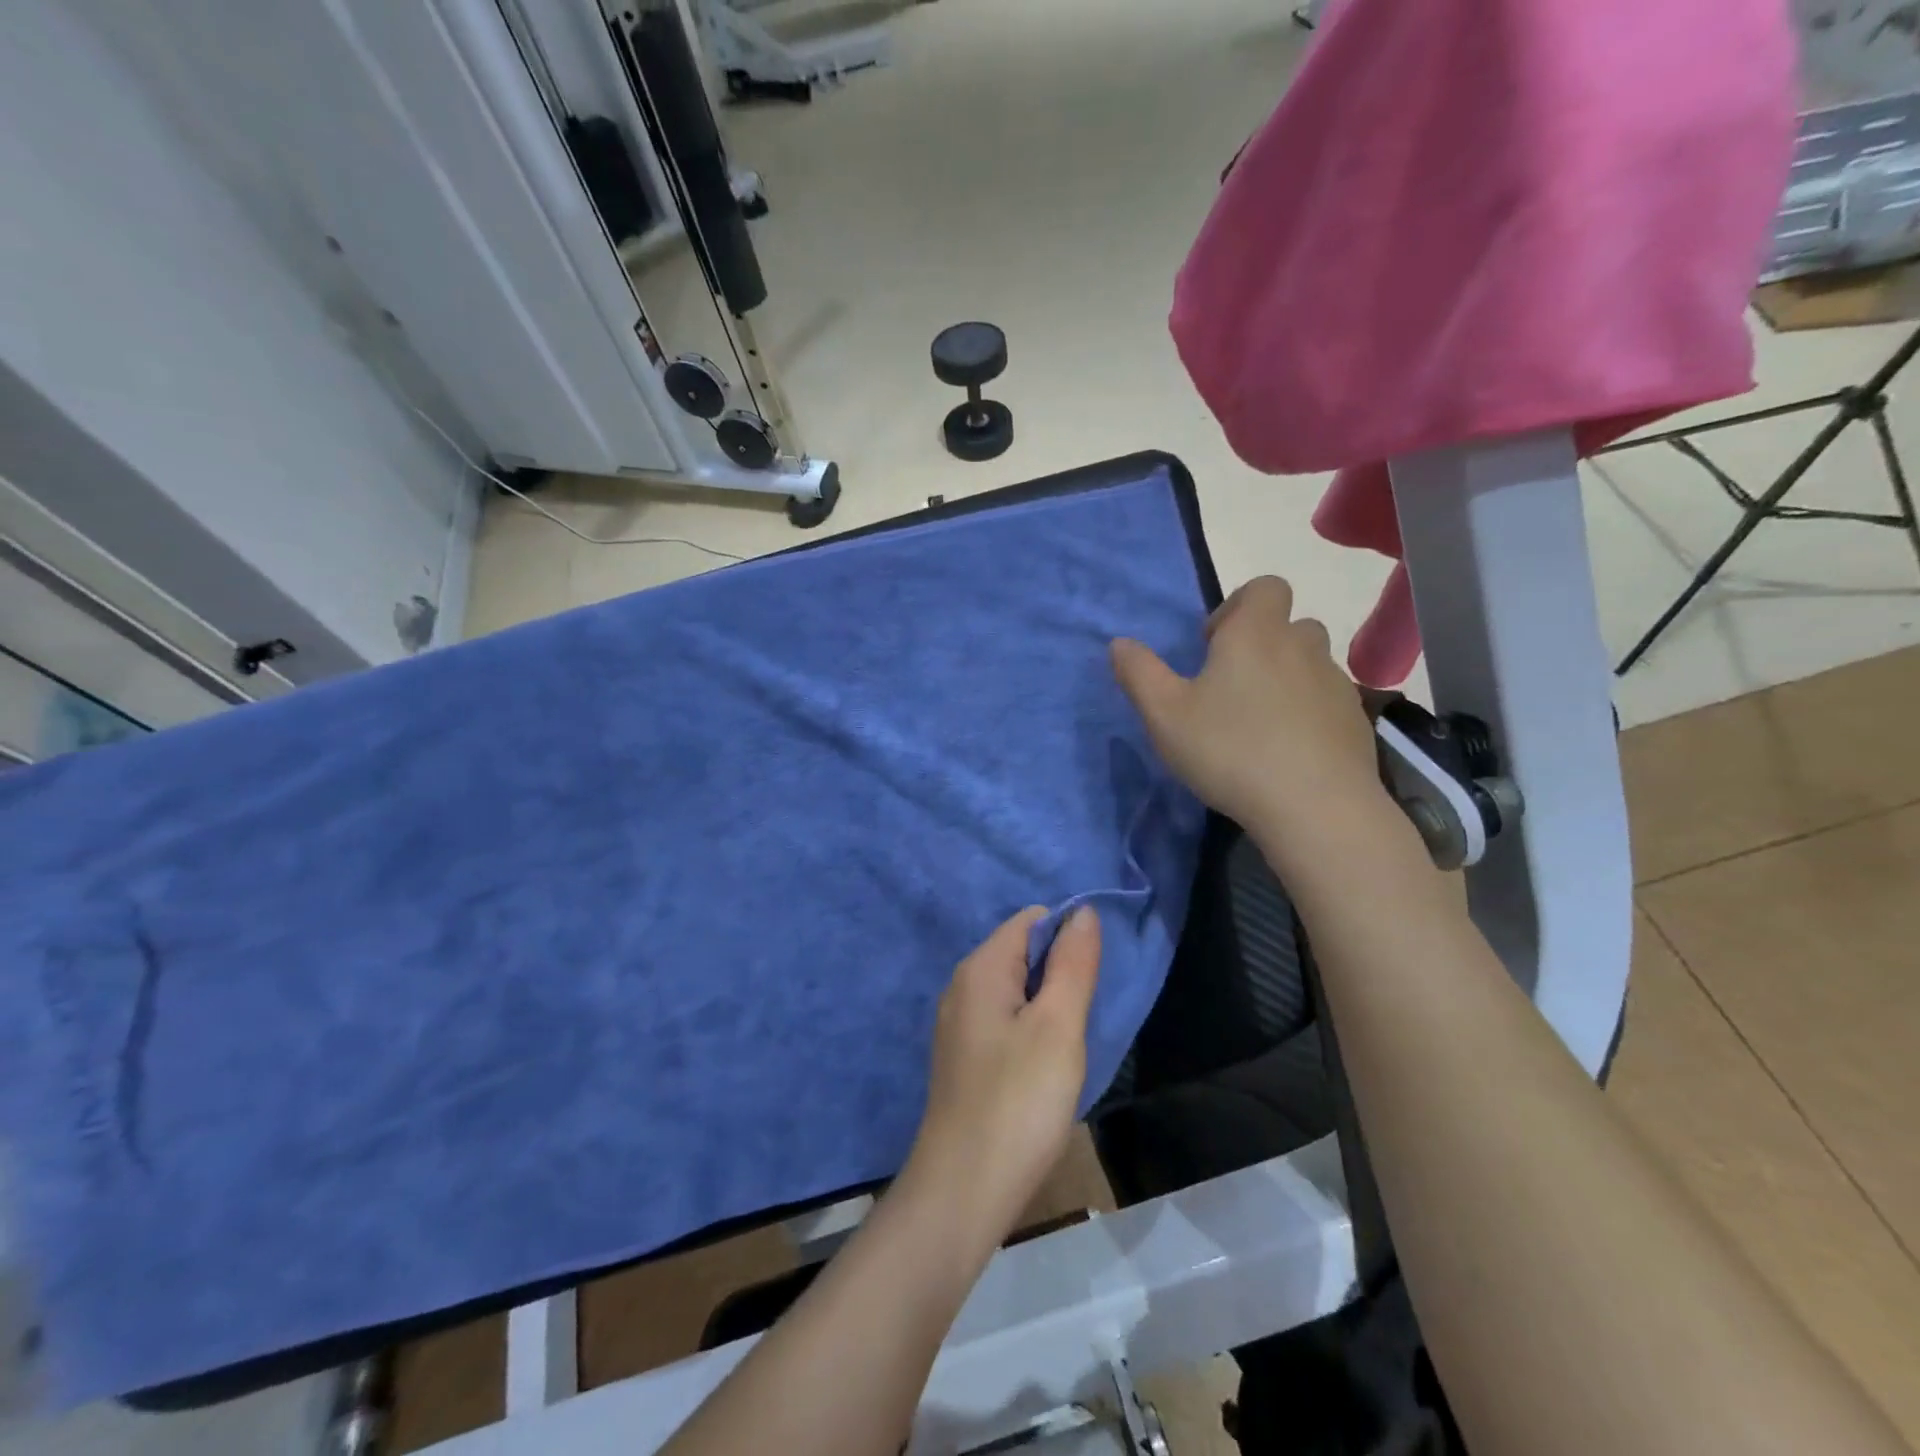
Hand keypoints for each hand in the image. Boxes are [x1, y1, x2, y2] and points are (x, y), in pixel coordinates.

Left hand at [904, 906, 1100, 1242]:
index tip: (1093, 978)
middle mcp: (962, 986)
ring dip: (1048, 1005)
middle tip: (1083, 1017)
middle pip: (1021, 953)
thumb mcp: (1058, 1026)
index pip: (1031, 921)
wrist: (963, 1190)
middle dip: (1059, 973)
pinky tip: (1044, 1067)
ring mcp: (959, 1024)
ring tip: (1068, 1044)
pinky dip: (1030, 1030)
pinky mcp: (964, 1057)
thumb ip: (1073, 964)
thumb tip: (1083, 911)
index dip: (1068, 937)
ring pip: (1016, 991)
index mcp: (980, 968)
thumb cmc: (1018, 1101)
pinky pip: (1004, 1021)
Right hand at [1111, 576, 1385, 849]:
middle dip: (1262, 645)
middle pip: (1289, 625)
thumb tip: (1119, 644)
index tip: (1213, 646)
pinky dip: (1309, 712)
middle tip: (1231, 687)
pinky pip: (1328, 701)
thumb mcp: (1165, 715)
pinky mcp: (1356, 721)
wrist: (1315, 807)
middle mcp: (1302, 647)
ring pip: (1310, 664)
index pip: (1264, 587)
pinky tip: (1288, 751)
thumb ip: (1139, 673)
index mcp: (1255, 634)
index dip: (1238, 606)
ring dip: (1286, 678)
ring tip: (1259, 722)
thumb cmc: (1230, 750)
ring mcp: (1336, 684)